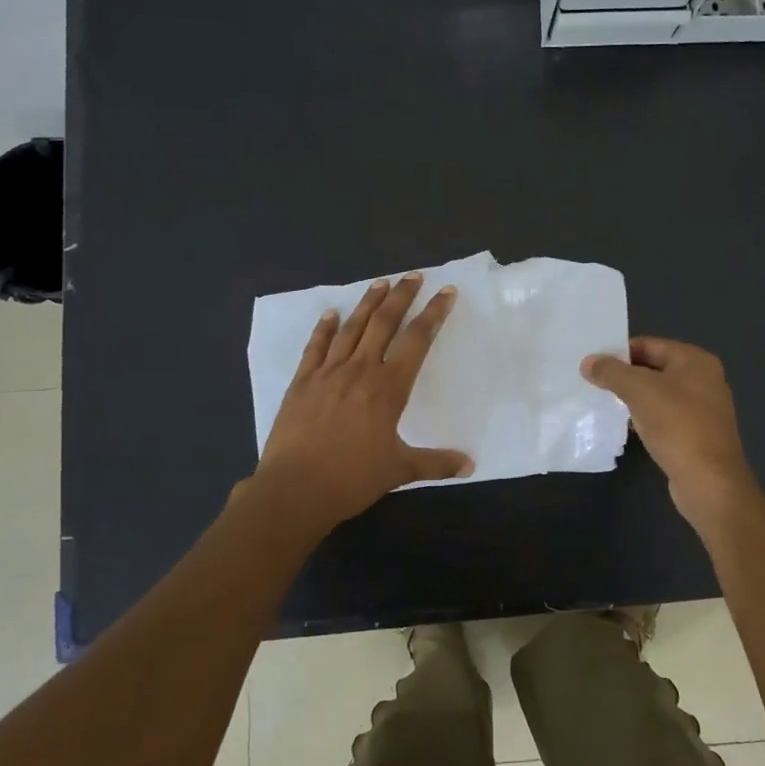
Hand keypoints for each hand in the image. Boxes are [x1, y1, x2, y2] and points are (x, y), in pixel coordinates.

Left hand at [250, 274, 472, 530]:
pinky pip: (315, 347)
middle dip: (401, 297)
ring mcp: (327, 373)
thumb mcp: (399, 471)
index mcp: (388, 388)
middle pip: (384, 323)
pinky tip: (330, 314)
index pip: (416, 341)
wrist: (294, 490)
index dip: (433, 314)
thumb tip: (470, 465)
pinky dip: (324, 328)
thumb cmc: (351, 479)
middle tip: (414, 276)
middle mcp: (360, 371)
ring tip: (380, 283)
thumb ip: (435, 463)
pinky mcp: (301, 382)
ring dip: (367, 304)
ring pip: (351, 328)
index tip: (445, 293)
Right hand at [582, 337, 757, 523]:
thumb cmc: (677, 426)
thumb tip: (588, 362)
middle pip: (654, 368)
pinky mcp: (697, 435)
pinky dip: (645, 418)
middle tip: (593, 382)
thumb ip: (611, 372)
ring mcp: (703, 409)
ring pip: (658, 395)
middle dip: (624, 375)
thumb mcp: (639, 391)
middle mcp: (704, 380)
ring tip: (603, 403)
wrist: (709, 482)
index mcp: (695, 361)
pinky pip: (665, 418)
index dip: (619, 352)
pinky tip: (626, 427)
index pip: (649, 345)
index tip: (593, 363)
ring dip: (633, 398)